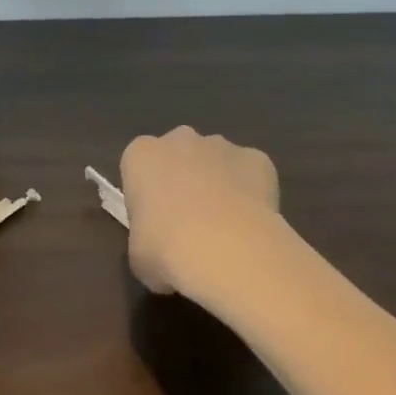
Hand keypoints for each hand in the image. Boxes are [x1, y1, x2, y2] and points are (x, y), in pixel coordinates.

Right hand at [120, 125, 284, 296]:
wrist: (227, 249)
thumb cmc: (167, 249)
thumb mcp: (138, 255)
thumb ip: (145, 240)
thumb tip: (160, 250)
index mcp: (142, 155)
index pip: (139, 167)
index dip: (147, 194)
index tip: (154, 223)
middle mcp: (180, 139)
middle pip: (179, 155)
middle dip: (184, 180)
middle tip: (189, 223)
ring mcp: (221, 145)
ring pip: (216, 161)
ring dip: (218, 185)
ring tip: (226, 230)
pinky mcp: (257, 158)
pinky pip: (251, 173)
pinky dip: (252, 193)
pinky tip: (252, 225)